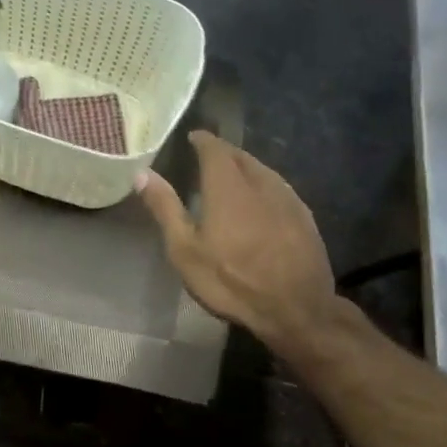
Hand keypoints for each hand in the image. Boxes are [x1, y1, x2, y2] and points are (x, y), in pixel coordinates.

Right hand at [136, 132, 343, 356]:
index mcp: (228, 187)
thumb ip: (165, 208)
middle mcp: (261, 184)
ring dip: (245, 167)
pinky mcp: (304, 217)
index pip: (215, 149)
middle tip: (206, 156)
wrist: (296, 310)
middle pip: (241, 157)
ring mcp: (288, 199)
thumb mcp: (185, 250)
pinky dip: (263, 184)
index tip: (192, 137)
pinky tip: (259, 200)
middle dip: (223, 152)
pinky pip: (279, 188)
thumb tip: (142, 173)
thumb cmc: (231, 281)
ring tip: (230, 175)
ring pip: (263, 171)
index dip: (203, 140)